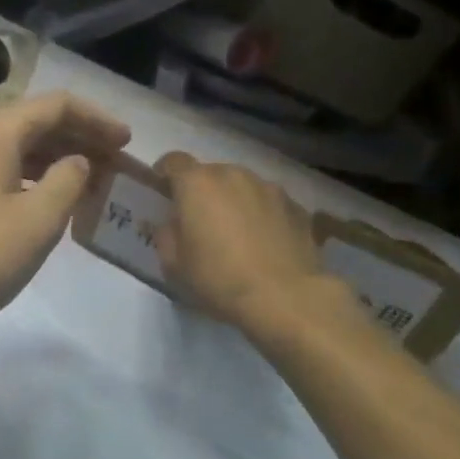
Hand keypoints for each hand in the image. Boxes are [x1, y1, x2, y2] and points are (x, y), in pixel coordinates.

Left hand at [0, 92, 131, 334]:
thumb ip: (69, 180)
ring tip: (93, 181)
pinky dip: (34, 176)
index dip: (97, 118)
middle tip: (116, 162)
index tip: (128, 141)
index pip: (57, 105)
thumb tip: (78, 162)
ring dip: (59, 158)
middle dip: (80, 137)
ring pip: (20, 147)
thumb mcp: (38, 220)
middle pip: (37, 121)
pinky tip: (52, 199)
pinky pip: (3, 168)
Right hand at [154, 153, 334, 331]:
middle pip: (210, 174)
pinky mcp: (296, 206)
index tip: (163, 192)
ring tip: (238, 235)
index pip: (174, 161)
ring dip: (234, 202)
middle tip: (201, 223)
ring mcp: (269, 187)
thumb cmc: (219, 279)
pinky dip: (263, 215)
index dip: (165, 174)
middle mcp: (233, 174)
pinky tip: (266, 244)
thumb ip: (166, 234)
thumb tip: (172, 223)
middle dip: (202, 192)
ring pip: (242, 186)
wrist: (284, 297)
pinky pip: (269, 203)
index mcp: (197, 183)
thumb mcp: (174, 264)